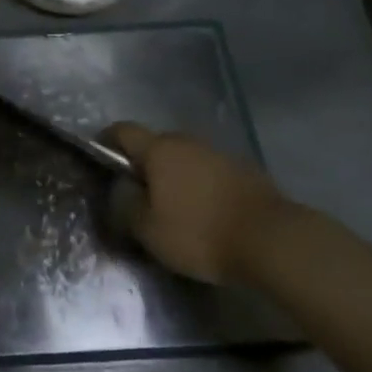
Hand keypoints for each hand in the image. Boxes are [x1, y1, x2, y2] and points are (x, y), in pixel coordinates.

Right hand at [105, 122, 287, 284]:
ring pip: (184, 160)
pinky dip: (200, 188)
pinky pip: (209, 173)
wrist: (272, 240)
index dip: (106, 141)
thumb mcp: (149, 231)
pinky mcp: (243, 171)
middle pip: (155, 146)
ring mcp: (218, 153)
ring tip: (174, 210)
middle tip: (138, 197)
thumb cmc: (200, 233)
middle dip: (144, 166)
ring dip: (175, 177)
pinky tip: (205, 215)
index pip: (123, 131)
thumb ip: (126, 206)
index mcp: (159, 149)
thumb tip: (121, 190)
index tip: (99, 159)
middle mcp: (186, 141)